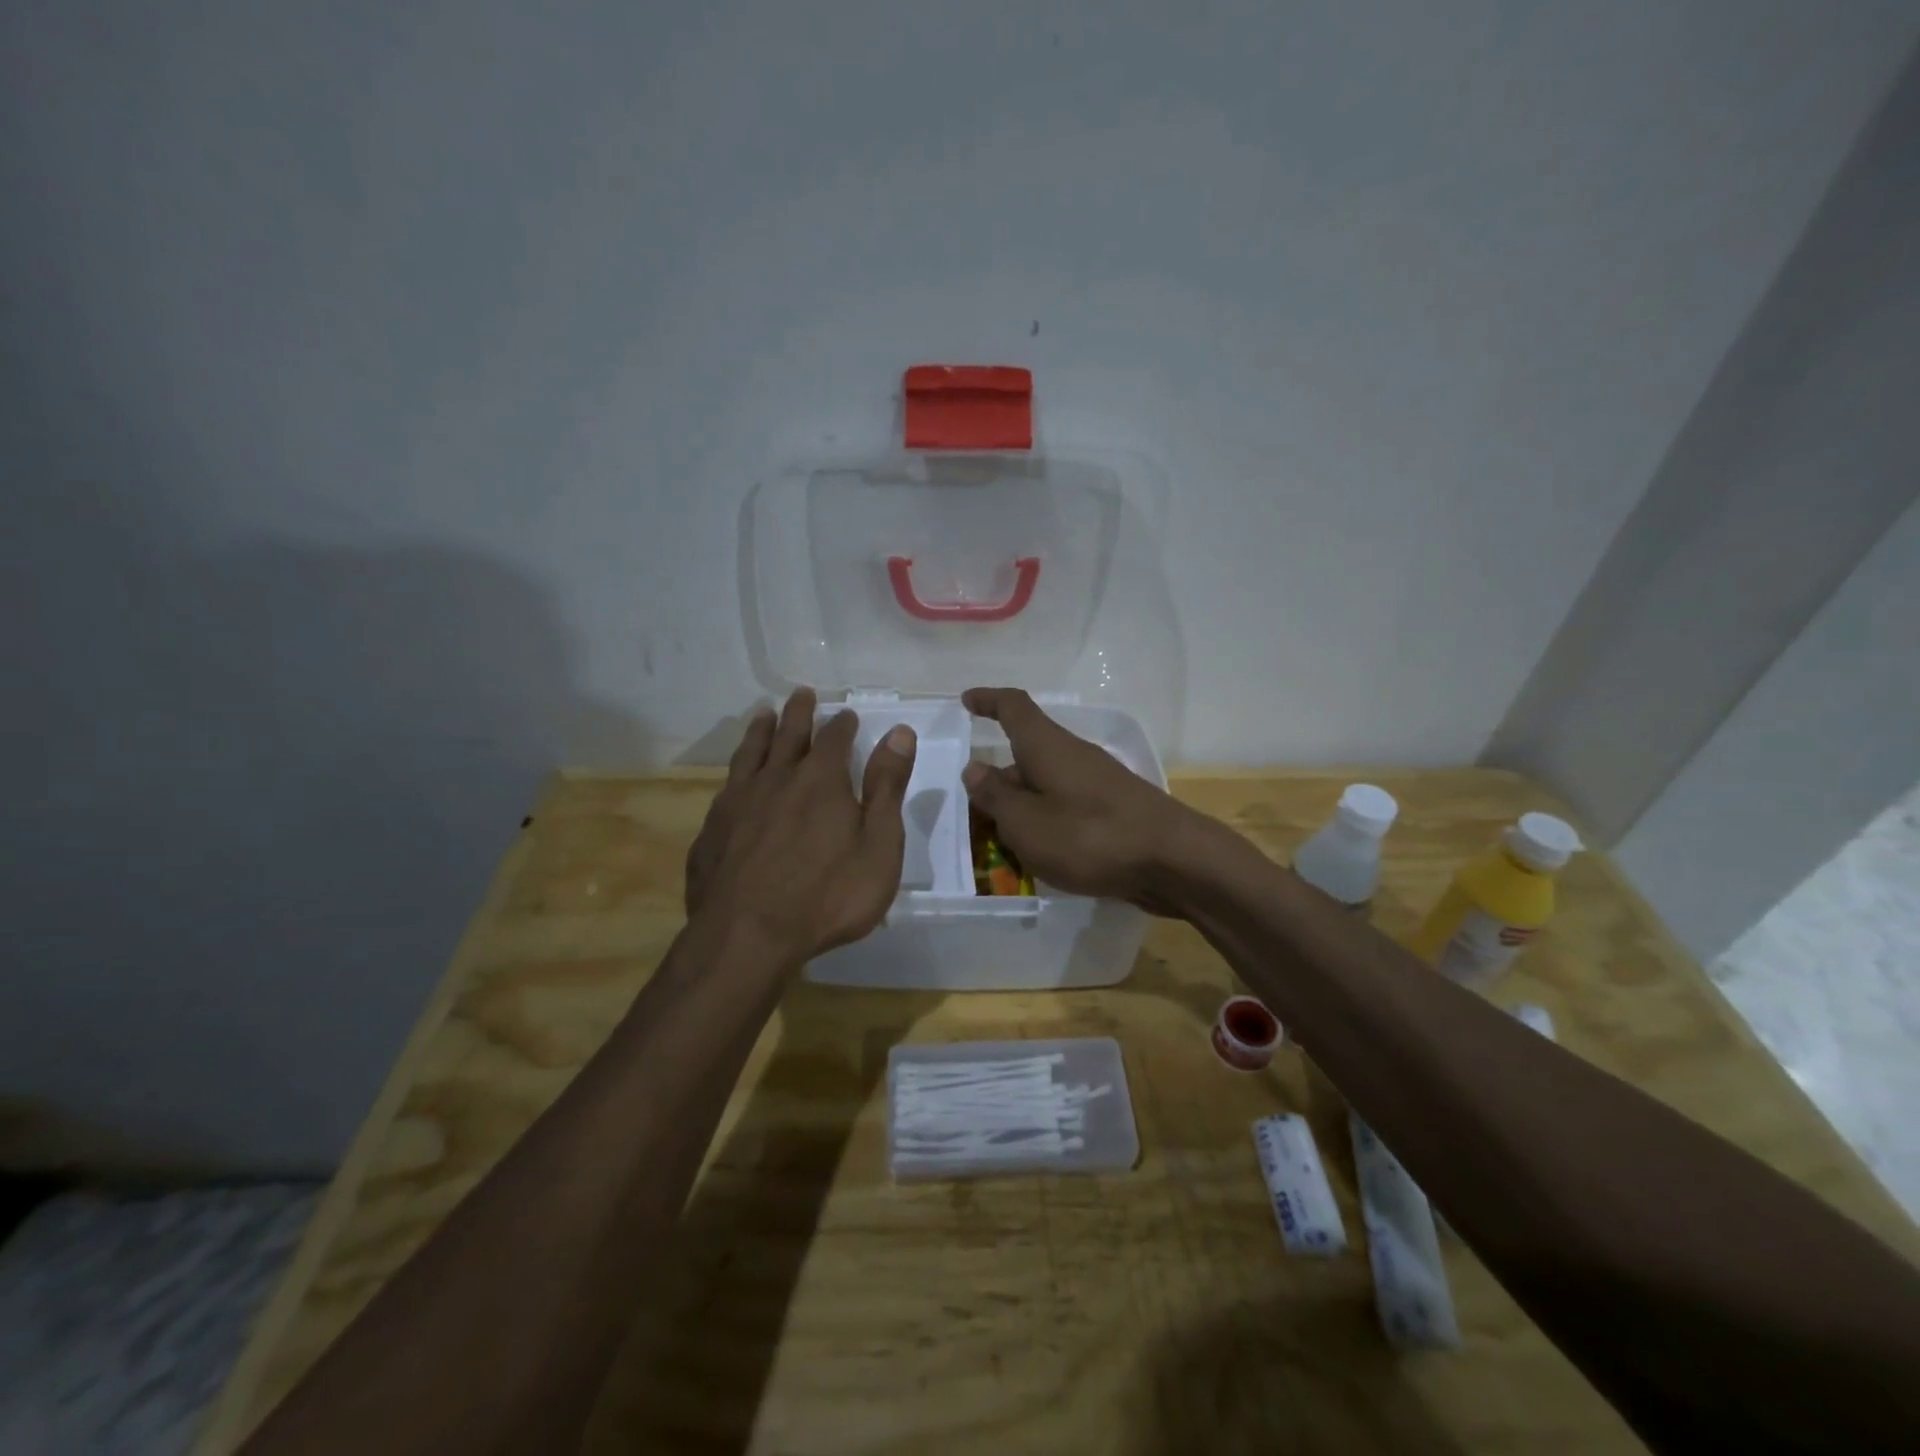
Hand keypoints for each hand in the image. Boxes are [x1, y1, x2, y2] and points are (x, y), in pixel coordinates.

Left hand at [685, 688, 916, 961]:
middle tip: (802, 694)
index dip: (843, 724)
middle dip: (799, 713)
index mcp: (821, 780)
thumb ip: (887, 787)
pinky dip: (736, 772)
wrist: (748, 936)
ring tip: (763, 715)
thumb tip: (899, 733)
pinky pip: (726, 787)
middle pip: (788, 734)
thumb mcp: (878, 845)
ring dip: (760, 731)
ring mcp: (738, 802)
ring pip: (750, 753)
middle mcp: (776, 779)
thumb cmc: (828, 895)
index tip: (847, 714)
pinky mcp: (712, 829)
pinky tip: (735, 779)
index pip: (835, 738)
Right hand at [960, 687, 1196, 907]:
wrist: (1174, 861)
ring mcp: (1096, 783)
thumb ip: (996, 798)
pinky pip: (1065, 807)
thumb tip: (975, 770)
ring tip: (1002, 846)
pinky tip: (1041, 857)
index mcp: (1047, 746)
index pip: (1014, 708)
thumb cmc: (1090, 836)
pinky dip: (1045, 823)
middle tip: (973, 817)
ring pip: (1045, 786)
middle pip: (1025, 756)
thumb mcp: (1026, 823)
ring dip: (1020, 808)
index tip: (967, 701)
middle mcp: (1072, 755)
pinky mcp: (1112, 810)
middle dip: (997, 782)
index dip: (988, 701)